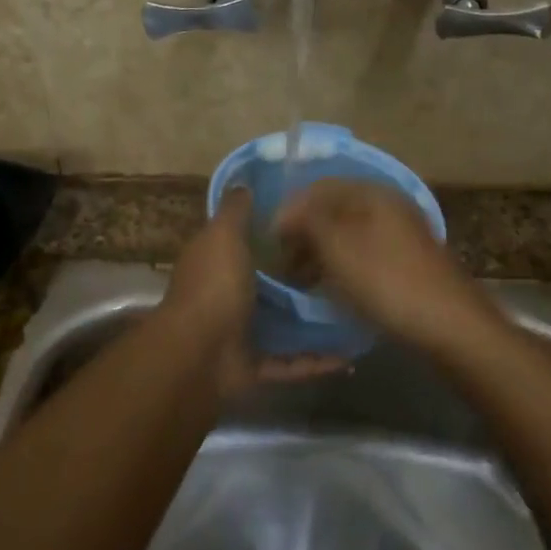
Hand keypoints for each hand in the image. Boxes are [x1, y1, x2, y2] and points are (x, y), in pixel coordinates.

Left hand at [161, 190, 339, 393]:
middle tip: (342, 267)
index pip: (244, 242)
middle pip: (268, 284)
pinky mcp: (255, 366)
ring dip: (312, 321)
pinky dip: (316, 362)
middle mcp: (227, 297)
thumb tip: (243, 183)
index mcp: (216, 264)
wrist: (199, 355)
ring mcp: (240, 334)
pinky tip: (349, 355)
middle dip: (299, 279)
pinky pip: (291, 364)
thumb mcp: (223, 236)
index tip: (312, 224)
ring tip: (351, 310)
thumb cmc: (214, 286)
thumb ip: (235, 211)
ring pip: (282, 325)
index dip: (272, 232)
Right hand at [273, 179, 495, 348]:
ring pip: (348, 233)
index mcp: (372, 193)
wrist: (450, 326)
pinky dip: (343, 265)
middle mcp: (389, 205)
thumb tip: (286, 212)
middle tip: (284, 266)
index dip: (290, 212)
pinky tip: (333, 288)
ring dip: (321, 252)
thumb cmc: (387, 282)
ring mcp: (401, 233)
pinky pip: (364, 253)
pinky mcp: (408, 261)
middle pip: (334, 210)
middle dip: (305, 234)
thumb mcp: (338, 247)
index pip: (318, 188)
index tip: (270, 244)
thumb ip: (307, 220)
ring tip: (303, 281)